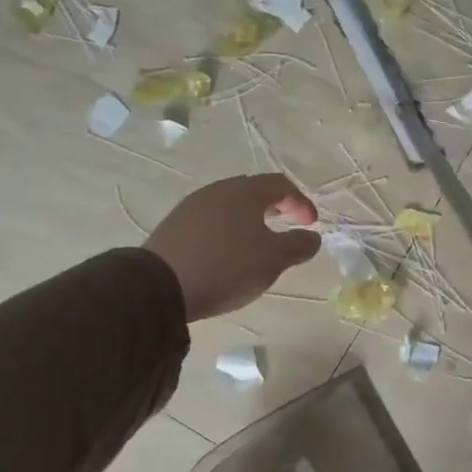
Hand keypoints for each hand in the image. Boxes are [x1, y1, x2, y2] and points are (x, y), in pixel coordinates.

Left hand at [144, 174, 320, 320]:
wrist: (159, 286)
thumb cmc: (227, 266)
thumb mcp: (273, 259)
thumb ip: (298, 245)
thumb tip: (313, 237)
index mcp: (245, 192)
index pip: (280, 185)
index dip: (301, 202)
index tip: (311, 224)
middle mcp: (217, 191)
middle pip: (253, 191)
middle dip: (276, 207)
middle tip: (289, 225)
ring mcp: (192, 207)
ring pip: (230, 207)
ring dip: (251, 220)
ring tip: (260, 242)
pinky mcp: (174, 227)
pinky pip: (211, 221)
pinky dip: (229, 230)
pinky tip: (229, 252)